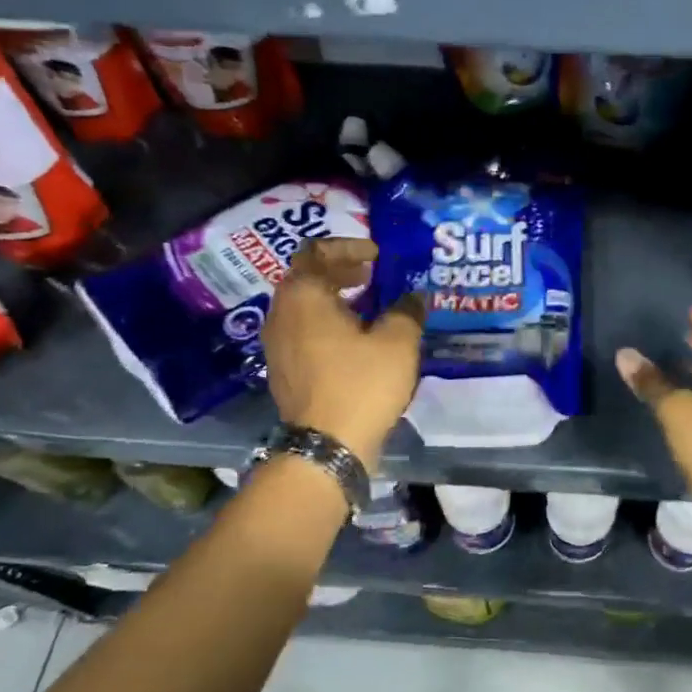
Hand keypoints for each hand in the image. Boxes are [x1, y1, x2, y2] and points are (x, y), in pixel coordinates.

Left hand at [264, 238, 423, 468]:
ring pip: (303, 306)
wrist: (327, 445)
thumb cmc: (361, 384)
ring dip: (333, 298)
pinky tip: (354, 340)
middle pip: (306, 277)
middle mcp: (280, 313)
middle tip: (372, 274)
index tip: (377, 255)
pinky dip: (326, 324)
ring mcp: (277, 344)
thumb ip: (406, 310)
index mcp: (303, 295)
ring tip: (367, 306)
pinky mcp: (283, 369)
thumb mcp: (397, 342)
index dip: (348, 246)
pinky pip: (302, 331)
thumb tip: (414, 297)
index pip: (316, 251)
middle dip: (340, 270)